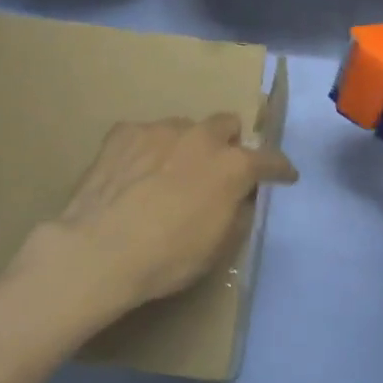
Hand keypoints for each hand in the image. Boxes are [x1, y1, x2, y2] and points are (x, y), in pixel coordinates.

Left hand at [17, 115, 297, 338]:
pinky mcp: (124, 132)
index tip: (284, 176)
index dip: (280, 169)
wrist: (98, 251)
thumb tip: (239, 197)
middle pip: (226, 124)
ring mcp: (160, 130)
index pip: (269, 159)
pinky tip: (133, 176)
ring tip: (165, 176)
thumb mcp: (217, 247)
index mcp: (232, 166)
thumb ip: (236, 213)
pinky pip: (145, 135)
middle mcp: (201, 137)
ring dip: (184, 147)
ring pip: (184, 129)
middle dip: (228, 144)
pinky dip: (147, 151)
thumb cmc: (167, 258)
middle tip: (215, 170)